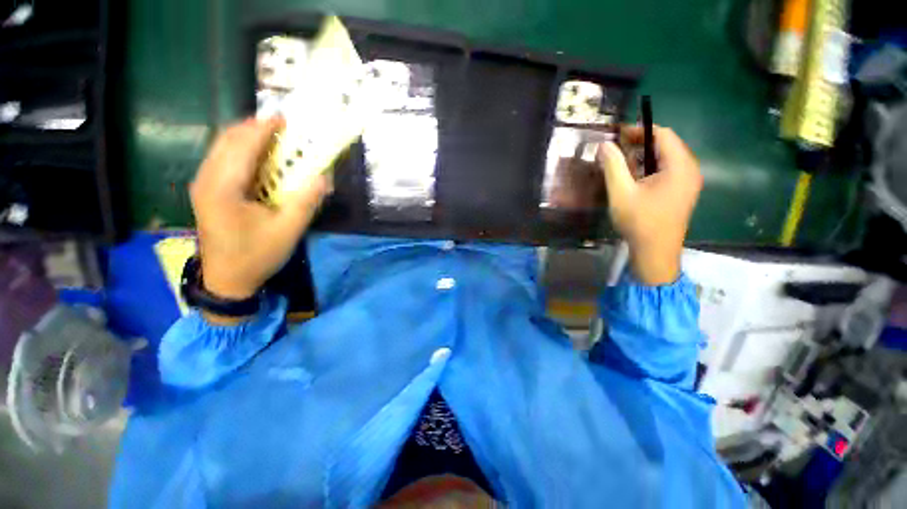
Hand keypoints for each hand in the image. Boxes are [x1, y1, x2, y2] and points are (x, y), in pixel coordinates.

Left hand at [190, 117, 331, 308]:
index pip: (245, 143)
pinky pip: (217, 154)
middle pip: (230, 136)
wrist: (224, 284)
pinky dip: (235, 147)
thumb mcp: (285, 234)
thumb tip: (324, 175)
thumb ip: (305, 201)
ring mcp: (200, 183)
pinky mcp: (200, 188)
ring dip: (245, 135)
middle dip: (255, 127)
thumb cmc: (253, 259)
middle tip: (280, 131)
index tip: (286, 120)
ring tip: (267, 141)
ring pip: (221, 143)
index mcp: (225, 189)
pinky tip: (250, 158)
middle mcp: (207, 179)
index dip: (266, 127)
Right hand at [597, 126, 701, 285]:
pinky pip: (673, 167)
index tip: (619, 137)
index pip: (662, 133)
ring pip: (670, 154)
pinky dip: (656, 165)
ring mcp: (691, 181)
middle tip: (621, 151)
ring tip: (628, 165)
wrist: (657, 259)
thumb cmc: (641, 226)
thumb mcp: (621, 193)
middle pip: (667, 142)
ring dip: (648, 154)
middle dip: (643, 142)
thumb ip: (612, 163)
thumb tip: (604, 143)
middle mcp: (690, 170)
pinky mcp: (687, 191)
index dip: (639, 130)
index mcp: (679, 167)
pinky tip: (641, 178)